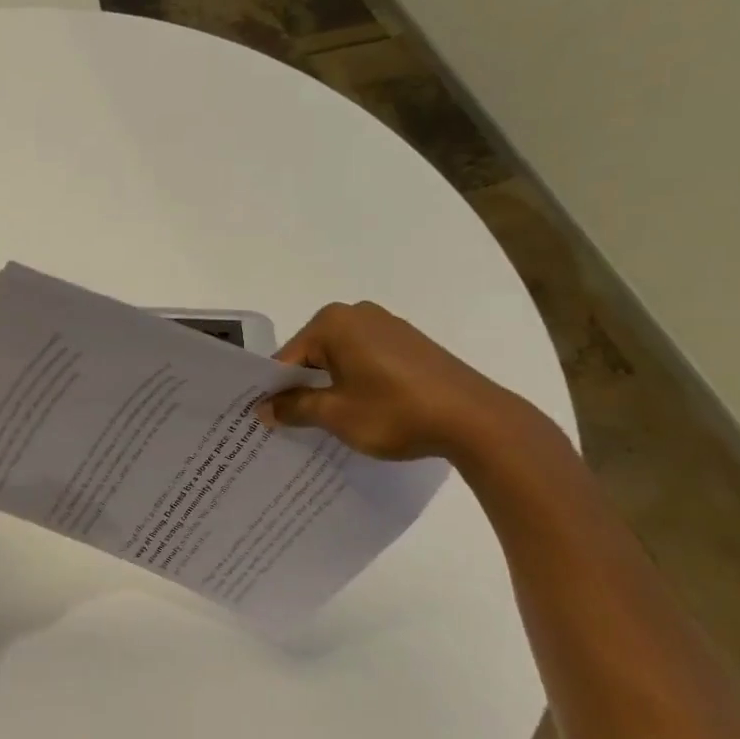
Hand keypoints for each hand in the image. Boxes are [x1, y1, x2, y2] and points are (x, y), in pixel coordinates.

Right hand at [257, 300, 530, 461]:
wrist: (475, 420)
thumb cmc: (396, 412)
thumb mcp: (336, 415)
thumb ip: (294, 408)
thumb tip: (264, 409)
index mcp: (333, 323)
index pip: (287, 358)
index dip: (274, 391)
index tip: (265, 420)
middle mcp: (357, 314)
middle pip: (312, 355)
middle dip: (301, 387)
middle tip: (290, 425)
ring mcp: (387, 325)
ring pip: (339, 359)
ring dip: (329, 387)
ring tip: (326, 422)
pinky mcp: (409, 343)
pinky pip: (366, 361)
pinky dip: (356, 383)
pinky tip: (361, 411)